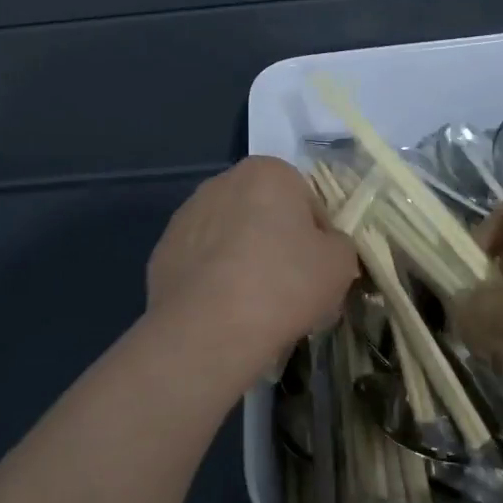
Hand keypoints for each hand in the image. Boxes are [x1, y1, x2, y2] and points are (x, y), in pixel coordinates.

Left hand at [146, 157, 358, 385]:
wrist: (208, 330)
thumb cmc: (283, 285)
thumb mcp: (340, 264)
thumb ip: (339, 244)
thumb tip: (326, 247)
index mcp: (267, 172)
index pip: (306, 200)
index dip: (319, 236)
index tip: (319, 269)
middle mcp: (222, 182)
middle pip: (265, 214)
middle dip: (278, 243)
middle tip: (291, 287)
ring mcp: (186, 216)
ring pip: (231, 237)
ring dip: (245, 260)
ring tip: (256, 306)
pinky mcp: (163, 251)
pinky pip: (203, 263)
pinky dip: (215, 280)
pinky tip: (224, 311)